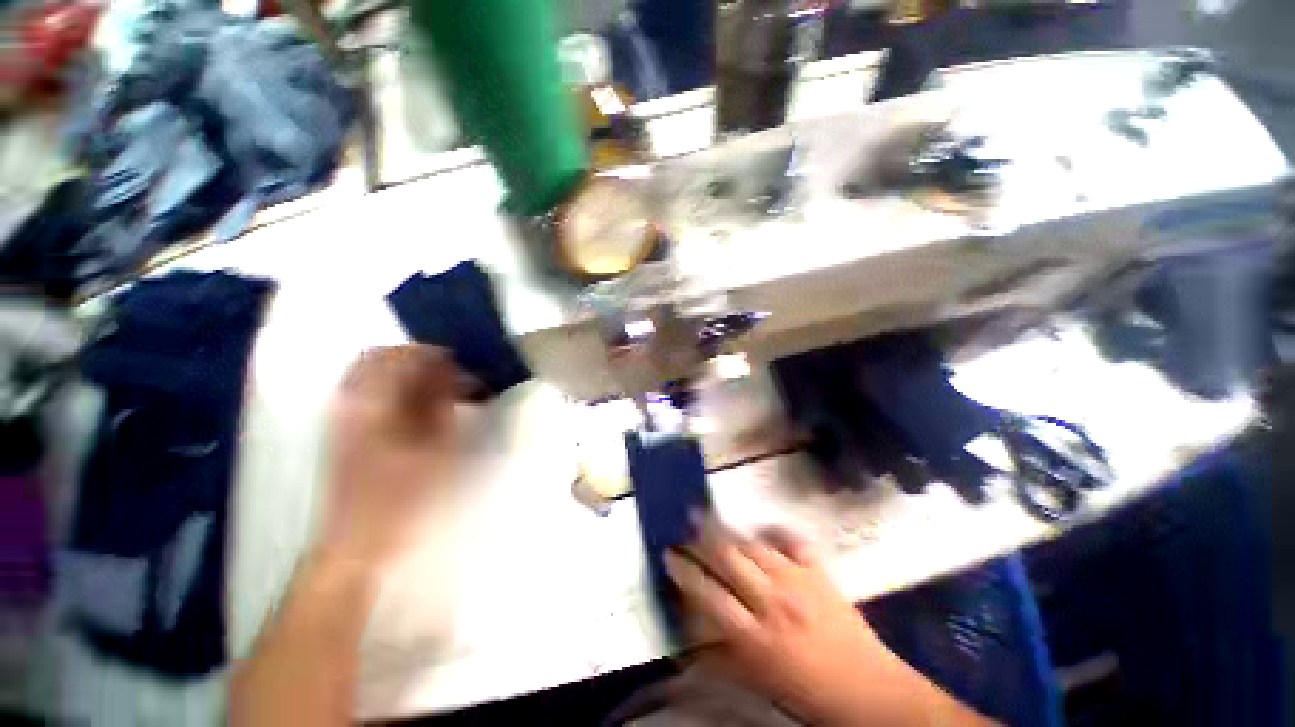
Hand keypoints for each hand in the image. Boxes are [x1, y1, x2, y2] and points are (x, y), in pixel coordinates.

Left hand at [318, 345, 465, 569]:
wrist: (360, 543)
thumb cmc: (405, 496)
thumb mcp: (438, 446)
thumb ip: (443, 403)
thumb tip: (453, 373)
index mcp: (371, 404)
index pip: (400, 356)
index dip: (435, 354)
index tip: (462, 363)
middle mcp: (348, 401)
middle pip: (378, 357)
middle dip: (417, 358)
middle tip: (450, 372)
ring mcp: (340, 415)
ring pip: (370, 373)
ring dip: (405, 372)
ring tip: (437, 388)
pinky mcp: (341, 430)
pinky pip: (366, 391)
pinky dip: (393, 388)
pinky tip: (417, 405)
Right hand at [665, 518, 992, 725]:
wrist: (872, 691)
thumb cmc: (809, 693)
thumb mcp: (760, 682)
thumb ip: (723, 658)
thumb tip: (690, 641)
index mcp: (756, 636)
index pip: (709, 595)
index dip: (685, 572)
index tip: (668, 554)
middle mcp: (773, 601)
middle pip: (728, 559)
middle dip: (702, 538)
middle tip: (685, 520)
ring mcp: (798, 581)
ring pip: (754, 546)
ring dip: (729, 530)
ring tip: (711, 515)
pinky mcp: (819, 572)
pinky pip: (793, 541)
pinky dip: (776, 530)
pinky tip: (763, 525)